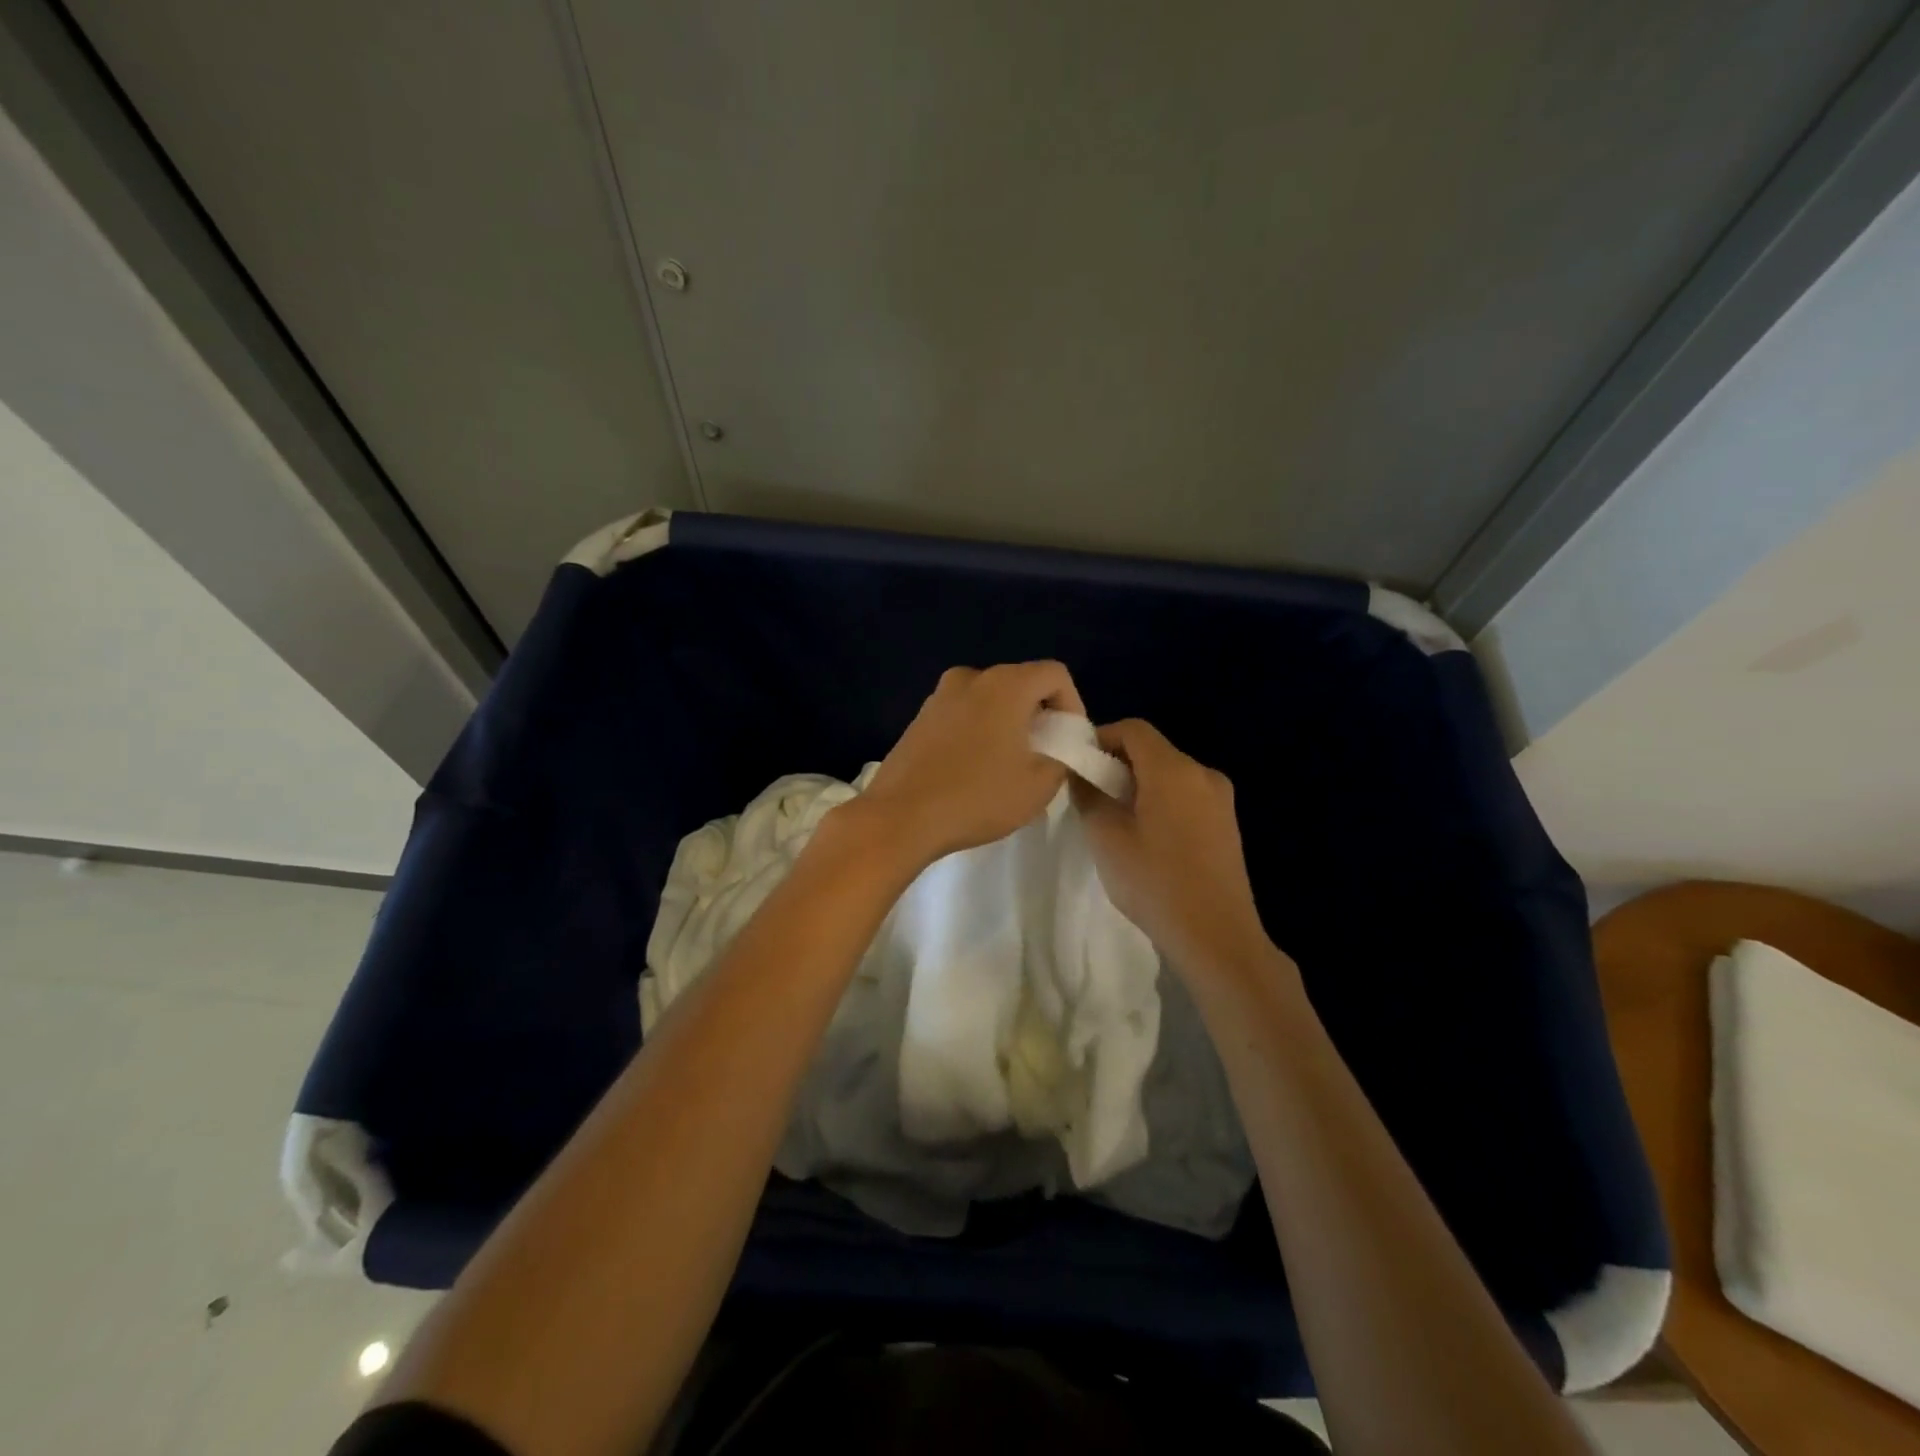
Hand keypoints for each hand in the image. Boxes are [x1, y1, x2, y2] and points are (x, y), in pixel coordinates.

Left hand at [855, 661, 1086, 866]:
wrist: (900, 816)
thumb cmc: (977, 797)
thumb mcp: (1039, 785)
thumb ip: (1062, 757)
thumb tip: (1057, 748)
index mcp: (1005, 684)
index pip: (1055, 674)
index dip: (1073, 704)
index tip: (1069, 741)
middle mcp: (971, 678)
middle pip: (1020, 683)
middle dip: (1039, 714)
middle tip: (1044, 754)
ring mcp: (939, 696)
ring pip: (989, 698)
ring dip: (1007, 722)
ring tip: (1009, 763)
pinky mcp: (919, 718)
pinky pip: (963, 713)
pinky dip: (979, 730)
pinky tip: (975, 768)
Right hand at [1071, 719, 1273, 978]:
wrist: (1216, 936)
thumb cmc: (1155, 882)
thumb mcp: (1106, 837)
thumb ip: (1088, 794)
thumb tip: (1080, 771)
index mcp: (1173, 769)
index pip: (1133, 729)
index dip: (1101, 738)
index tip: (1078, 765)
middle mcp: (1202, 773)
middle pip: (1153, 750)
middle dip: (1118, 764)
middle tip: (1091, 795)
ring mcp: (1221, 799)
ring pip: (1170, 775)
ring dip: (1139, 785)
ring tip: (1116, 821)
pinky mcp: (1228, 824)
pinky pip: (1187, 797)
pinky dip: (1162, 802)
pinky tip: (1148, 838)